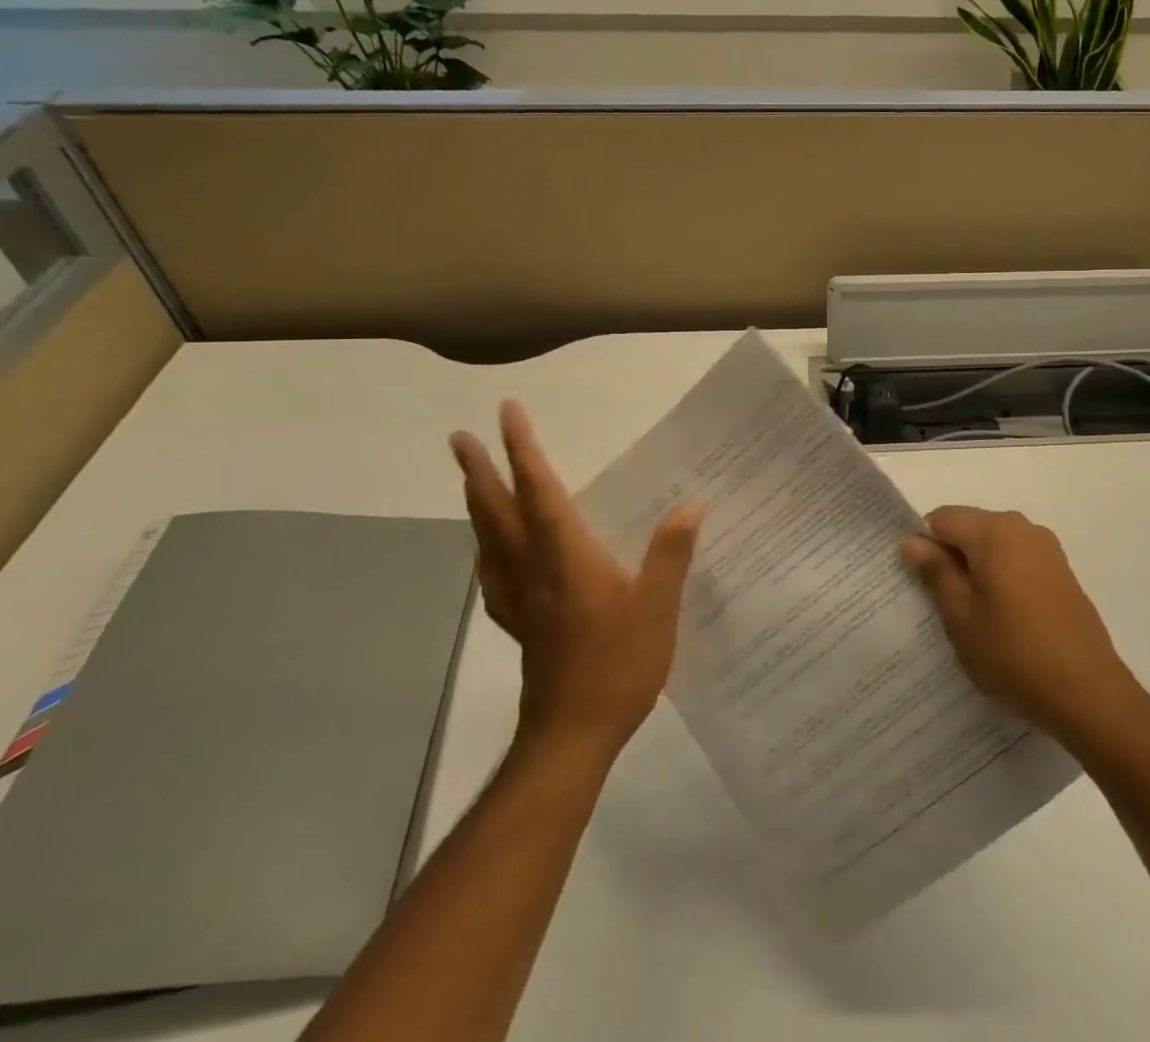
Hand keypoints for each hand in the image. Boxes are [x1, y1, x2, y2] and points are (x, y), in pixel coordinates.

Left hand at [450, 401, 700, 759]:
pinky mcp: (519, 623)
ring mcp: (519, 598)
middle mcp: (533, 568)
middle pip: (498, 510)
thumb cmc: (617, 665)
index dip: (522, 450)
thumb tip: (691, 504)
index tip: (506, 413)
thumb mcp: (658, 607)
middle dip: (479, 470)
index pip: (539, 490)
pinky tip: (489, 551)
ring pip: (488, 540)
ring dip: (477, 503)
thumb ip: (671, 553)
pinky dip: (485, 548)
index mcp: (565, 556)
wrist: (571, 735)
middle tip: (458, 438)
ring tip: (470, 480)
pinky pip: (492, 573)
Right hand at [902, 506, 1133, 743]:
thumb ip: (935, 571)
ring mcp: (1047, 549)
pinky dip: (1002, 580)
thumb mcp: (960, 615)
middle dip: (951, 558)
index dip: (924, 546)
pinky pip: (1017, 561)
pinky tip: (1005, 621)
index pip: (940, 518)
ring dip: (977, 570)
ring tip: (974, 617)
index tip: (920, 585)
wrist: (1089, 693)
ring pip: (993, 546)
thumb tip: (912, 541)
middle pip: (969, 528)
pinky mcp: (1062, 572)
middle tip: (943, 606)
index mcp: (993, 530)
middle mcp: (1022, 527)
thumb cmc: (1013, 652)